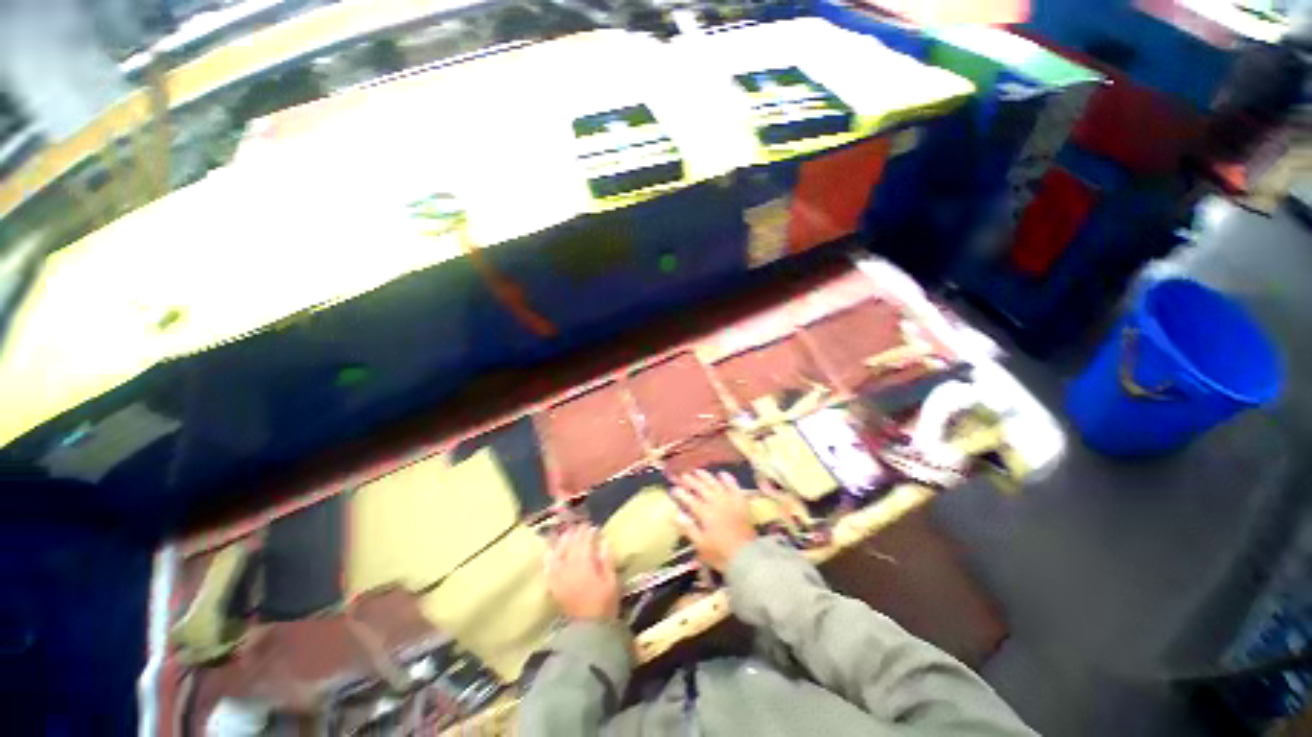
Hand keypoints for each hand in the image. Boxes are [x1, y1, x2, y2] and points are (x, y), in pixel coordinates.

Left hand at [546, 525, 619, 620]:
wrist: (589, 631)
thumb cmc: (605, 604)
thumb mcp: (612, 581)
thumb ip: (606, 559)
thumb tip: (603, 540)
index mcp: (585, 564)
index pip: (585, 541)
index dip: (588, 532)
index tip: (593, 526)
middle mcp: (569, 568)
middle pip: (570, 545)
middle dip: (576, 533)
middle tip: (581, 526)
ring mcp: (559, 577)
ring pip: (558, 553)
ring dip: (562, 541)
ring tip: (566, 533)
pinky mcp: (553, 587)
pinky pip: (548, 568)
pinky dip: (548, 558)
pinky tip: (549, 551)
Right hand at [673, 470, 757, 572]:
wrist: (747, 556)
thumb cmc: (721, 554)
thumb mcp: (701, 545)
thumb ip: (688, 528)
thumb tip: (676, 514)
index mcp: (704, 513)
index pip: (689, 499)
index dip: (680, 493)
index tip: (673, 489)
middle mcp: (716, 502)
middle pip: (701, 488)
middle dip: (690, 481)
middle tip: (683, 476)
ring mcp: (729, 500)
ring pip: (715, 483)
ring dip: (705, 476)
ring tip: (698, 471)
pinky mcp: (741, 501)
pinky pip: (733, 486)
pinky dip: (727, 478)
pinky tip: (722, 473)